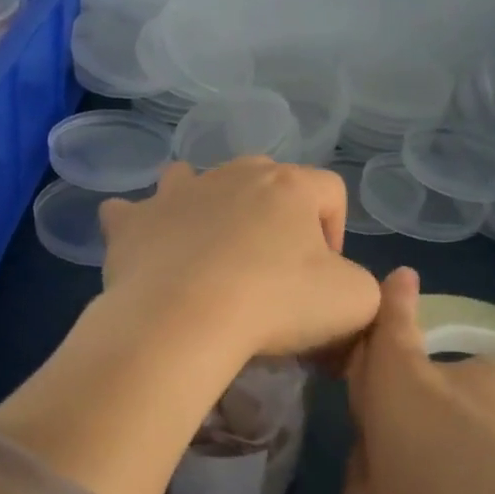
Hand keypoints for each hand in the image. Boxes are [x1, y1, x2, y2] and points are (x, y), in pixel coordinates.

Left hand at [99, 158, 379, 364]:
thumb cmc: (276, 303)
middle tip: (271, 270)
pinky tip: (147, 249)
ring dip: (205, 206)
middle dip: (272, 219)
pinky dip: (141, 226)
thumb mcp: (354, 301)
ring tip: (208, 250)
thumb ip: (362, 286)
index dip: (336, 232)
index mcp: (289, 186)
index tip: (323, 278)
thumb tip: (341, 289)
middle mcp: (232, 174)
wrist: (183, 319)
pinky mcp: (134, 222)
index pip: (329, 191)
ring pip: (194, 180)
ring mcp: (176, 192)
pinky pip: (132, 212)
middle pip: (264, 180)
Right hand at [340, 268, 494, 493]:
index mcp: (407, 391)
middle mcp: (470, 379)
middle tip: (434, 486)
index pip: (394, 324)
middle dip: (427, 418)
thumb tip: (386, 445)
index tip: (402, 278)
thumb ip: (364, 465)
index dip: (394, 300)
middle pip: (435, 386)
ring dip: (478, 445)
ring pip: (486, 415)